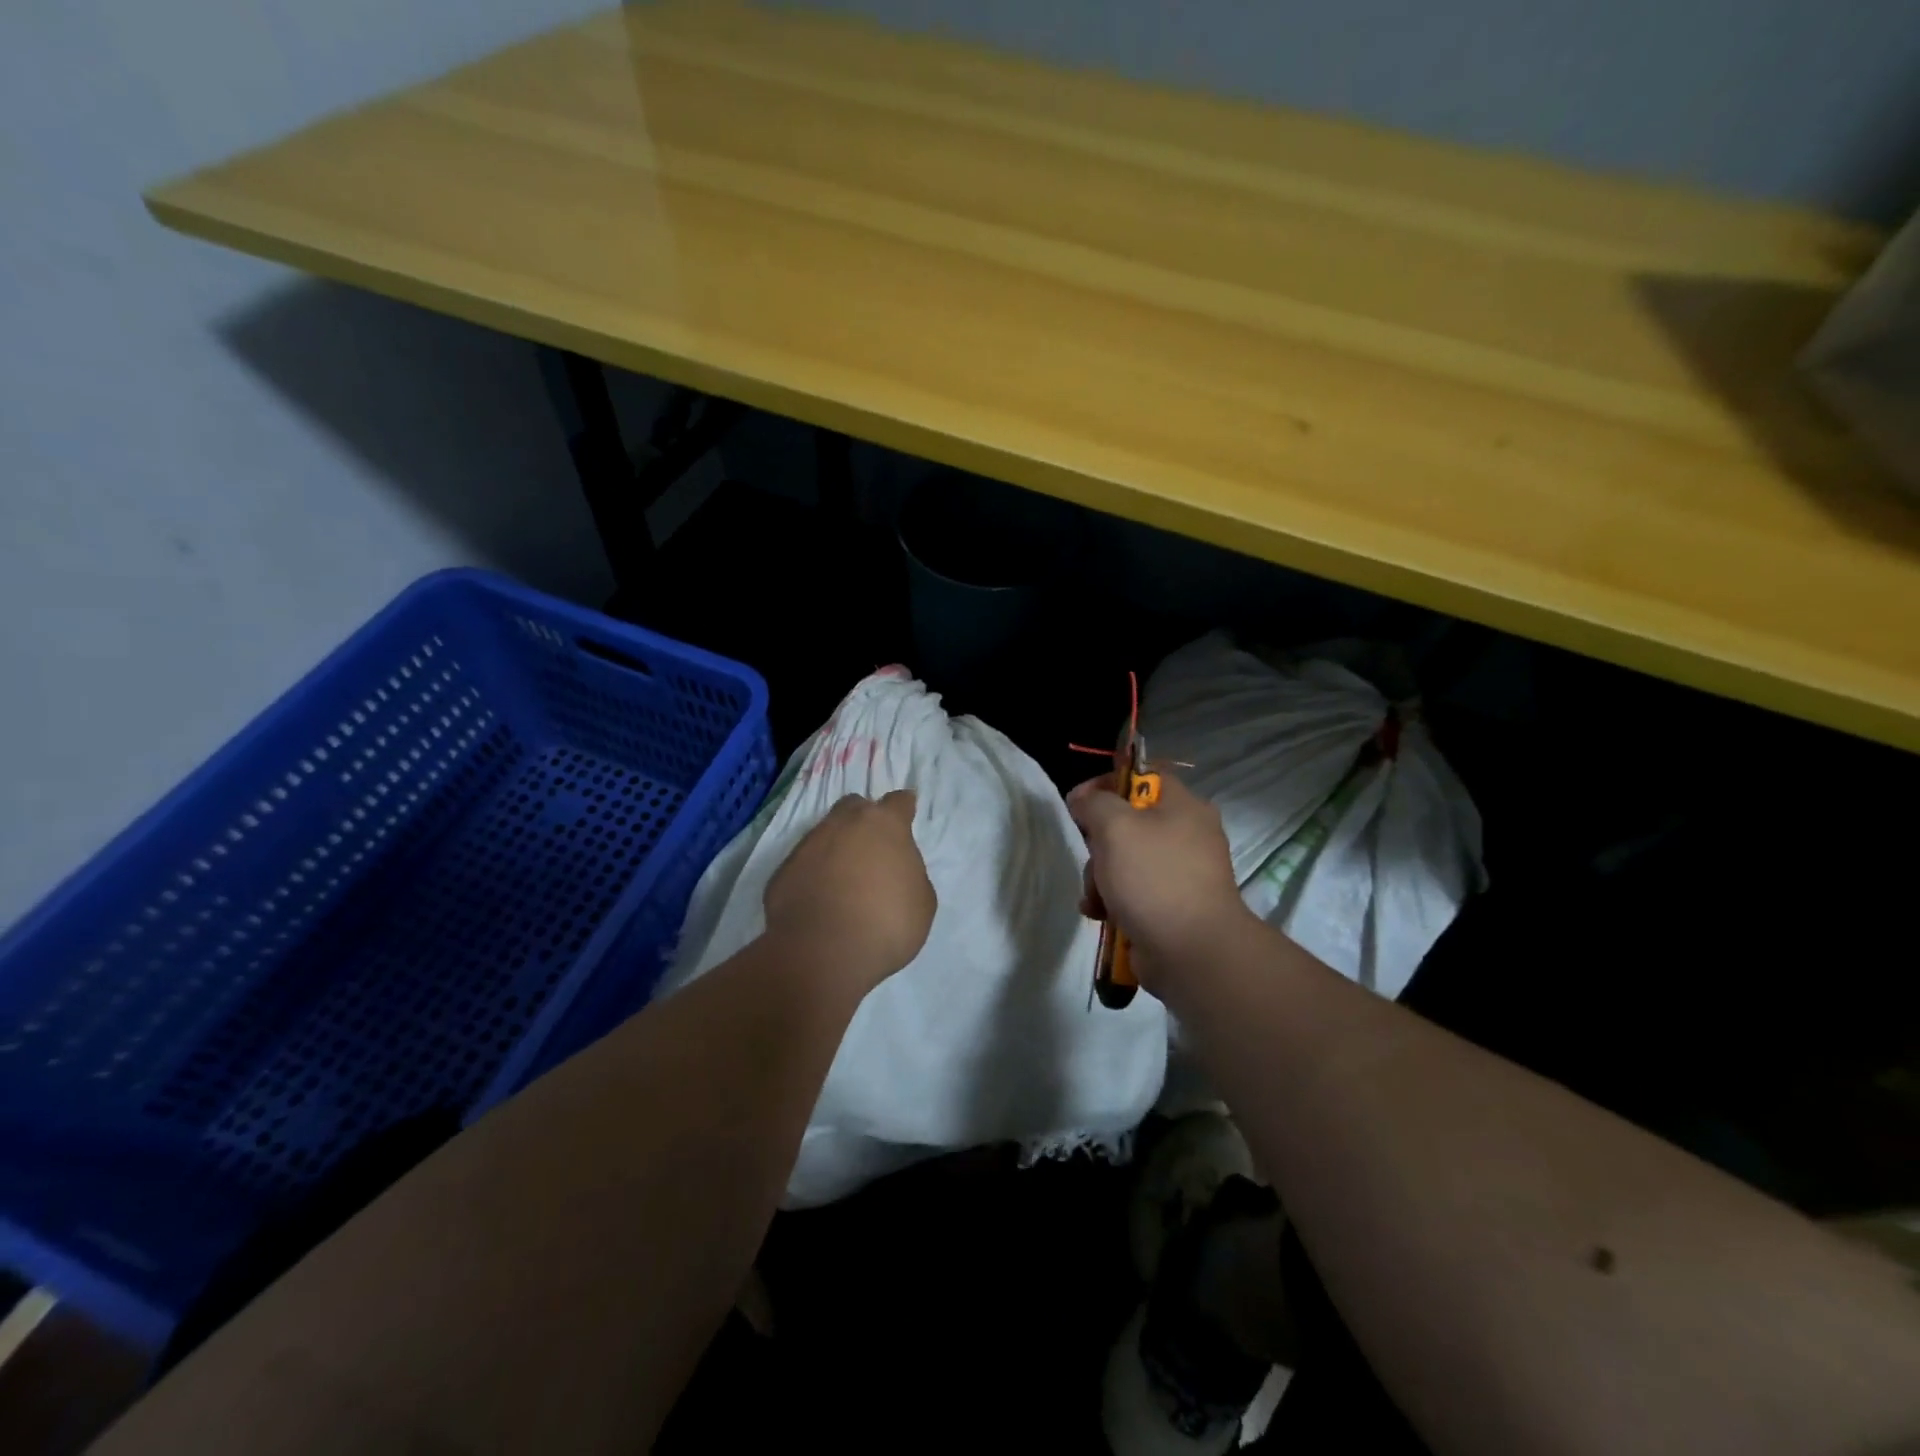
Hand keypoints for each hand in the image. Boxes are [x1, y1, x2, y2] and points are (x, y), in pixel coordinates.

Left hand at [763, 789, 936, 994]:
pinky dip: (813, 875)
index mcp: (884, 825)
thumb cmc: (886, 924)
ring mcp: (808, 844)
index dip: (904, 809)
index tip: (906, 817)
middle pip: (855, 807)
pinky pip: (804, 864)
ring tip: (844, 883)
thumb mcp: (922, 901)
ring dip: (836, 849)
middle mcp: (843, 823)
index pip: (898, 801)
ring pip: (825, 834)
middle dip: (864, 821)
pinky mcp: (783, 870)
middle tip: (872, 850)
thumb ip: (910, 873)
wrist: (822, 953)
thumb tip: (895, 871)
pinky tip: (820, 902)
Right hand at [1067, 773, 1251, 990]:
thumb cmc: (1154, 877)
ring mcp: (1182, 873)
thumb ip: (1094, 803)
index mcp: (1184, 806)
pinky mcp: (1173, 906)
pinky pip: (1134, 892)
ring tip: (1096, 898)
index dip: (1107, 783)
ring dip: (1100, 877)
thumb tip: (1083, 799)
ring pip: (1126, 860)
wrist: (1192, 952)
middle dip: (1099, 842)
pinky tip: (1100, 915)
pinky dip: (1113, 901)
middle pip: (1128, 822)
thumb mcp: (1115, 826)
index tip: (1079, 802)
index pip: (1142, 776)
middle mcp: (1188, 834)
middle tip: (1093, 857)